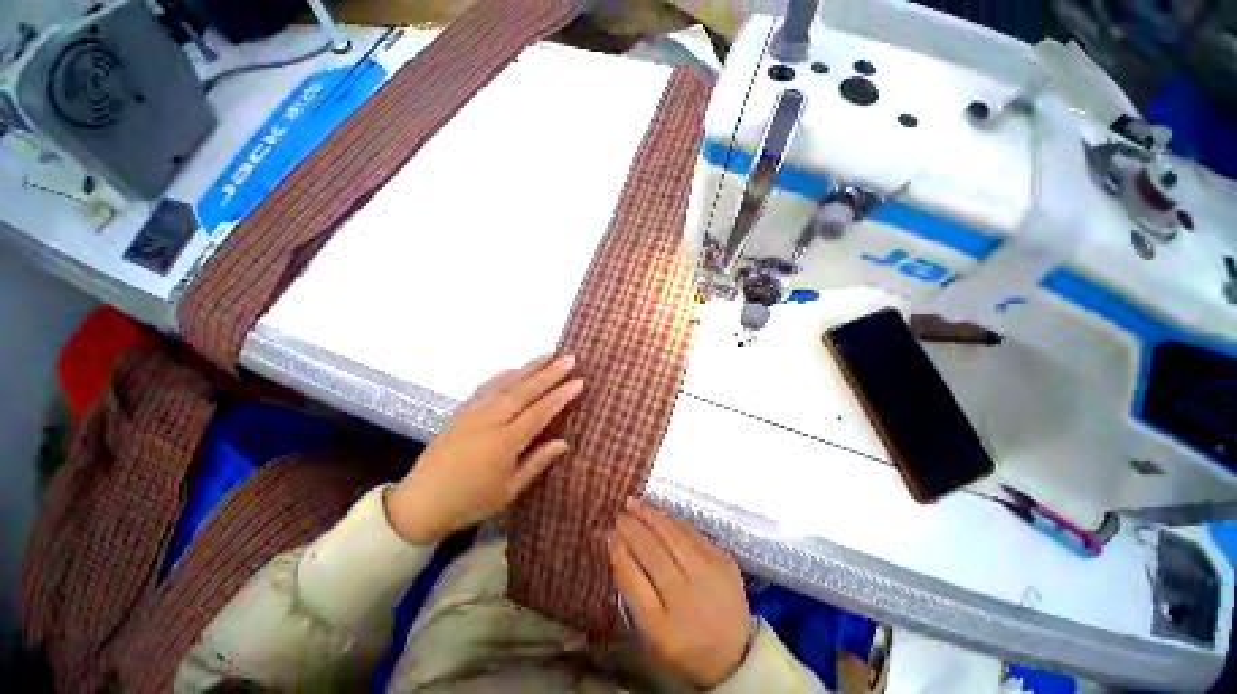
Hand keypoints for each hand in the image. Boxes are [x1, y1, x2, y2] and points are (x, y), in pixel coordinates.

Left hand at [385, 354, 583, 543]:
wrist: (421, 502)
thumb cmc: (470, 501)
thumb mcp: (509, 490)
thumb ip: (538, 462)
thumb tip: (564, 443)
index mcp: (506, 441)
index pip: (541, 411)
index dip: (561, 395)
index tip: (578, 381)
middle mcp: (491, 419)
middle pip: (526, 390)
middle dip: (550, 373)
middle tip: (569, 358)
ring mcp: (474, 412)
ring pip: (507, 383)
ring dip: (529, 367)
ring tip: (547, 354)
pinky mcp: (461, 411)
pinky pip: (485, 386)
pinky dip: (502, 375)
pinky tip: (513, 368)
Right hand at [609, 498, 750, 688]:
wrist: (735, 655)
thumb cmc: (684, 647)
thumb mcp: (651, 635)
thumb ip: (634, 593)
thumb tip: (619, 547)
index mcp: (664, 629)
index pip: (634, 580)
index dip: (619, 553)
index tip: (610, 535)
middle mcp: (688, 599)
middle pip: (654, 553)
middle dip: (633, 529)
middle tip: (619, 515)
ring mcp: (710, 577)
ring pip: (673, 536)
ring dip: (651, 516)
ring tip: (634, 504)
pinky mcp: (725, 562)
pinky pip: (692, 533)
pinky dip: (672, 522)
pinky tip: (659, 515)